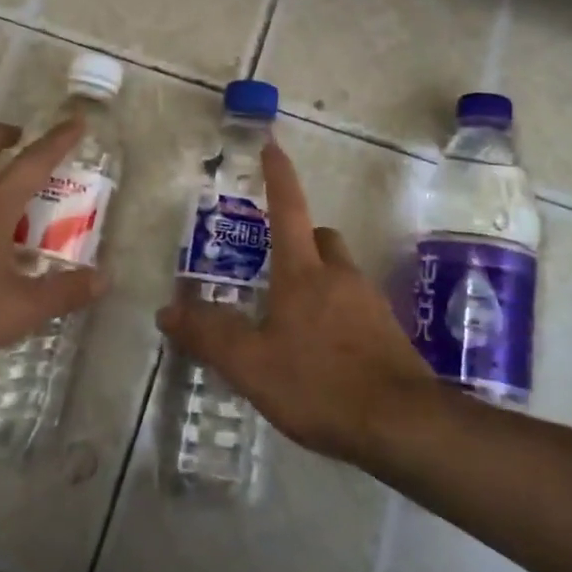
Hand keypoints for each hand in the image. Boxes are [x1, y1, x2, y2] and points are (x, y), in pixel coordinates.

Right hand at [157, 140, 434, 464]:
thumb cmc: (320, 384)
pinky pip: (356, 306)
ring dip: (318, 279)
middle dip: (300, 239)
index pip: (289, 209)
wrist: (403, 425)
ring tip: (292, 318)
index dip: (279, 176)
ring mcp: (369, 303)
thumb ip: (208, 335)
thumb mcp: (251, 365)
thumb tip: (167, 311)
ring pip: (341, 271)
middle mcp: (340, 276)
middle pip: (321, 237)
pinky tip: (323, 351)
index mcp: (303, 273)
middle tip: (274, 266)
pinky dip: (337, 313)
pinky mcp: (388, 333)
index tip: (272, 145)